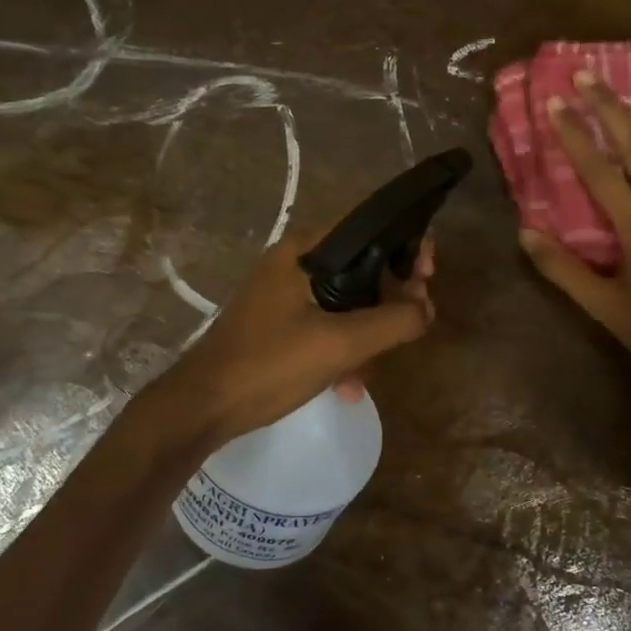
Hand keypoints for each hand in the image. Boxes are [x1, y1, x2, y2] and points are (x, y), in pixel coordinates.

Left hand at [147, 231, 435, 447]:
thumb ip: (392, 321)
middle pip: (361, 264)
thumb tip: (427, 308)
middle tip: (416, 319)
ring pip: (347, 299)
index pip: (367, 224)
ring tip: (372, 371)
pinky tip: (348, 386)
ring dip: (368, 331)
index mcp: (304, 250)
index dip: (405, 242)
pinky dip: (343, 347)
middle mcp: (294, 261)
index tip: (428, 274)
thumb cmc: (269, 365)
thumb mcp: (339, 344)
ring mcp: (284, 293)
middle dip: (392, 295)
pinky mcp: (279, 322)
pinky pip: (326, 322)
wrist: (202, 407)